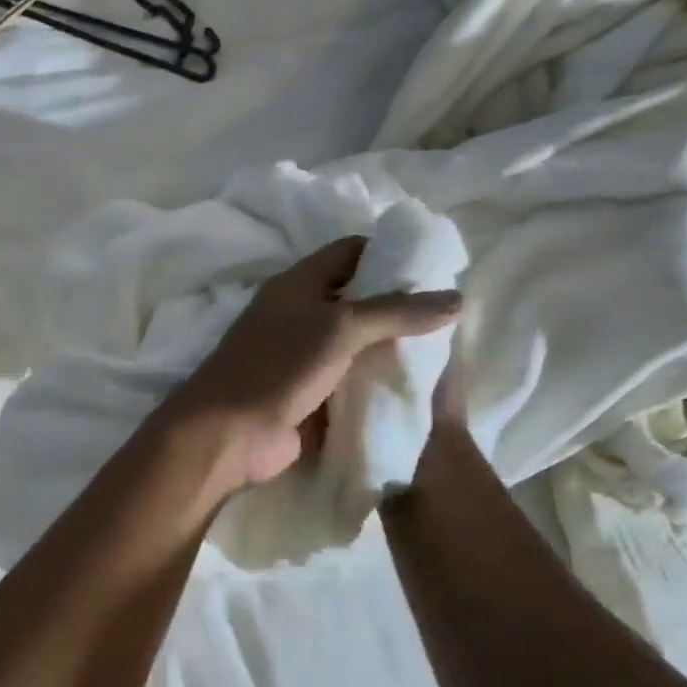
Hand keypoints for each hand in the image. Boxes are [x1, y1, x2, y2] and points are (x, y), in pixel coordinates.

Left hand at [159, 237, 461, 491]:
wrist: (230, 434)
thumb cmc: (277, 367)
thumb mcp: (339, 327)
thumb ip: (396, 311)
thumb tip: (456, 298)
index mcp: (295, 286)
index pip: (348, 252)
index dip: (390, 251)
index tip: (438, 266)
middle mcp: (297, 316)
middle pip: (356, 299)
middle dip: (400, 305)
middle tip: (452, 314)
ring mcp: (301, 359)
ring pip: (355, 344)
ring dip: (392, 347)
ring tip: (447, 350)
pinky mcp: (308, 396)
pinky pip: (350, 381)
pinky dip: (377, 382)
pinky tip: (419, 386)